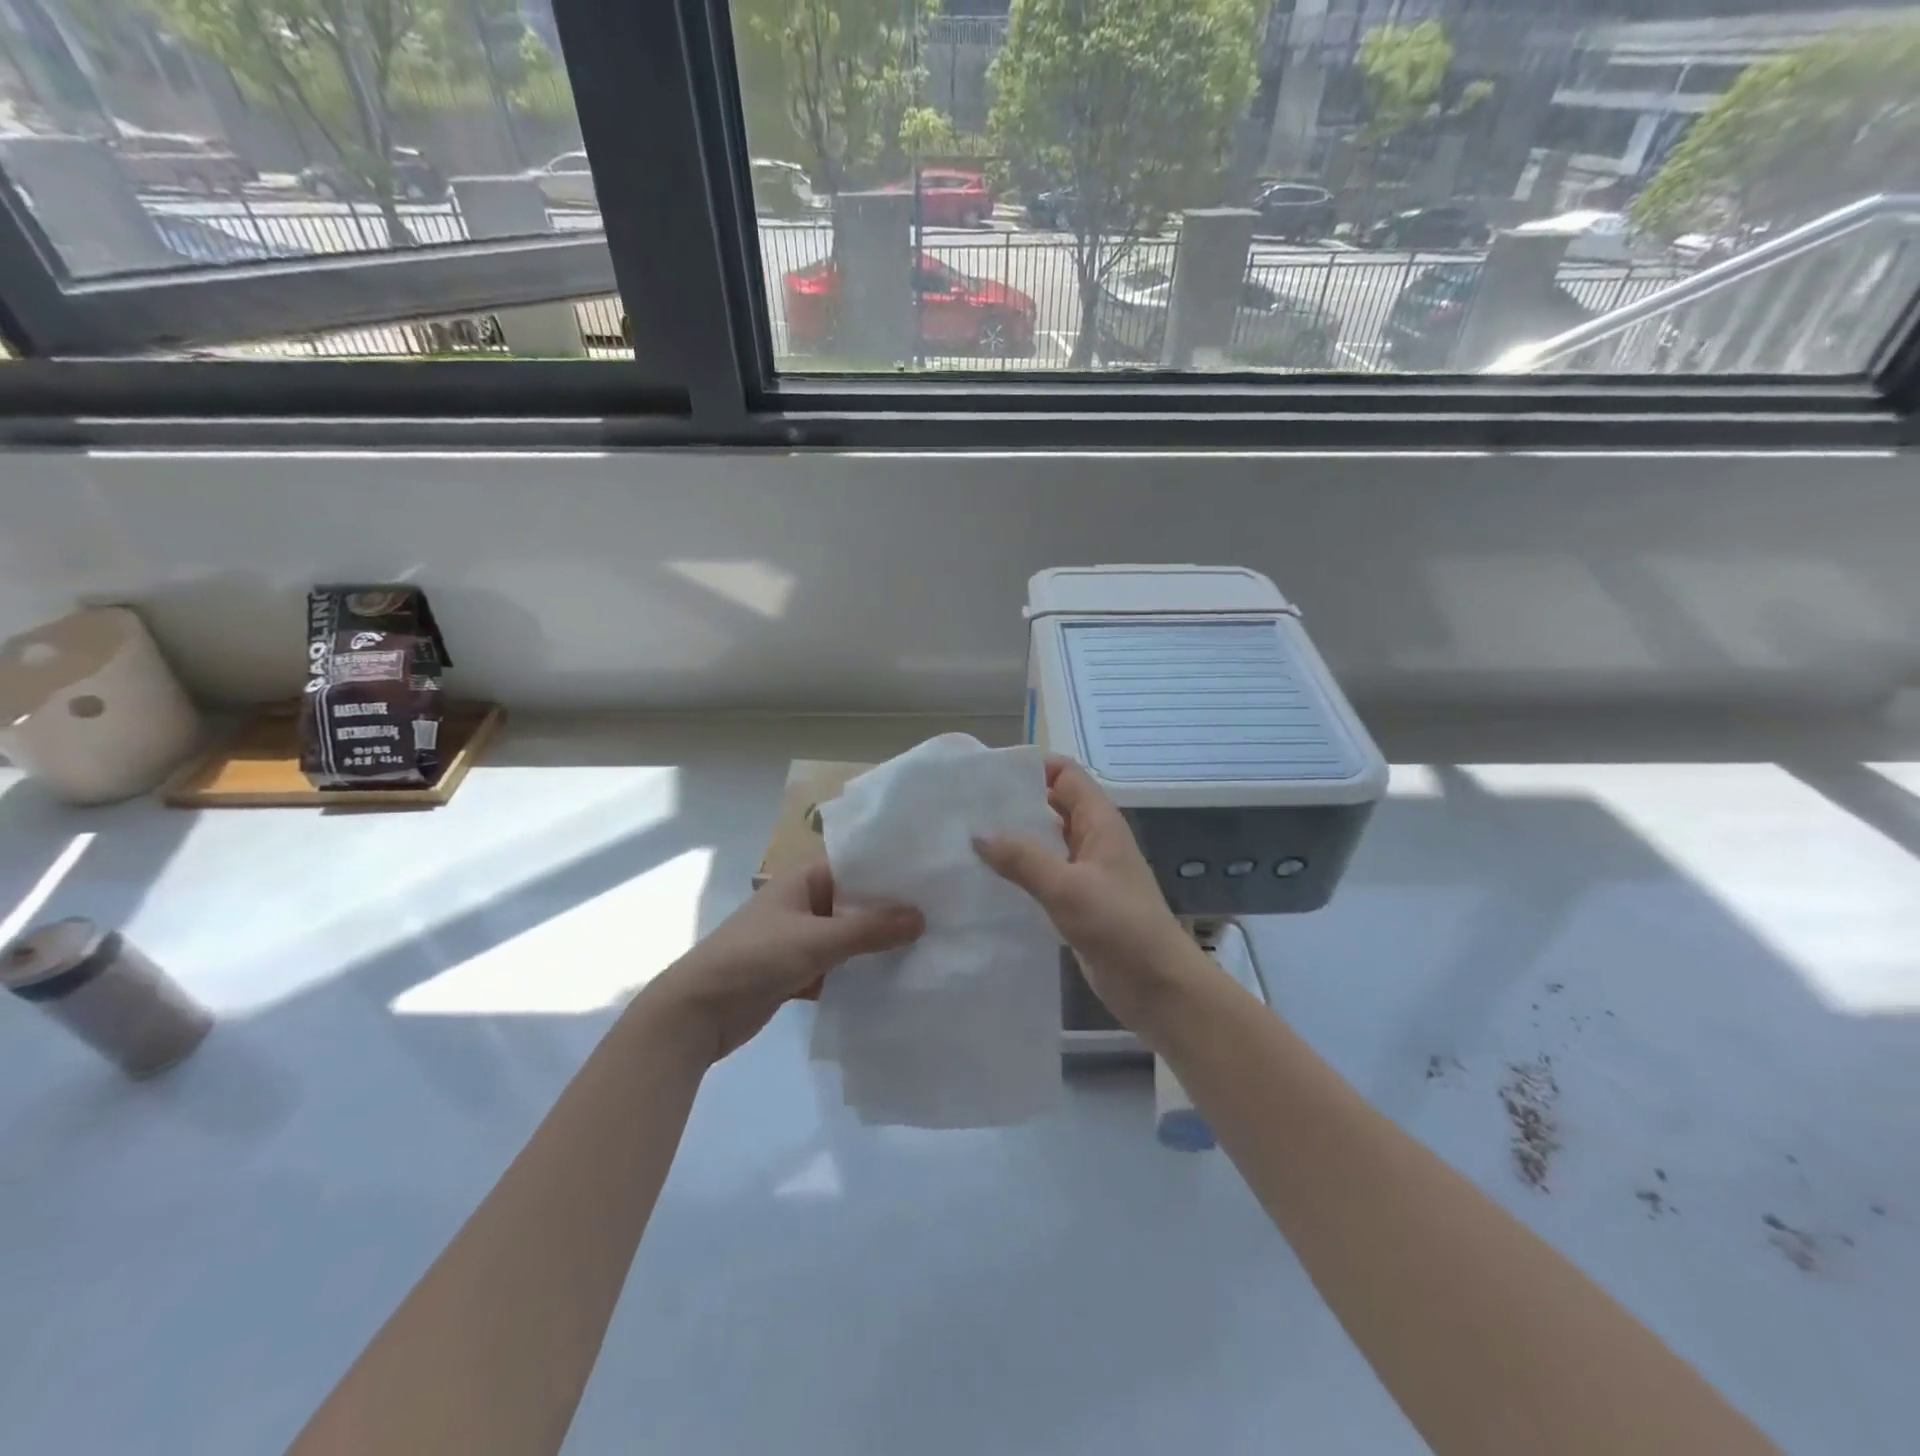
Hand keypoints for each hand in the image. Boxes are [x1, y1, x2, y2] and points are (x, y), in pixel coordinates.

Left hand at [650, 861, 922, 1061]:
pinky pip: (838, 967)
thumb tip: (922, 917)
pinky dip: (860, 973)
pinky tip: (896, 981)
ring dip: (877, 944)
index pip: (856, 863)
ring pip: (849, 937)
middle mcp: (803, 903)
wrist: (695, 1014)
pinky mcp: (797, 972)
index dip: (891, 868)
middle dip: (891, 910)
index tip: (933, 875)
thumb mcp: (815, 940)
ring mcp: (800, 939)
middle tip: (942, 913)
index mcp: (803, 880)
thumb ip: (869, 930)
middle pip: (855, 901)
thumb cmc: (753, 958)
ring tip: (929, 945)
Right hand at [973, 757, 1205, 1033]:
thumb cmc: (1118, 925)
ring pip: (1045, 842)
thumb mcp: (1066, 887)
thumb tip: (977, 834)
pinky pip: (1044, 874)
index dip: (1031, 767)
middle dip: (1014, 804)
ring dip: (1014, 840)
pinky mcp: (1078, 901)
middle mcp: (1092, 838)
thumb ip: (1022, 858)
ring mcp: (1086, 871)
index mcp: (1098, 821)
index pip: (1064, 774)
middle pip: (1051, 805)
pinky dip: (1020, 872)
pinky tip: (987, 880)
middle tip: (966, 808)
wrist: (1157, 985)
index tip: (987, 775)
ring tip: (966, 841)